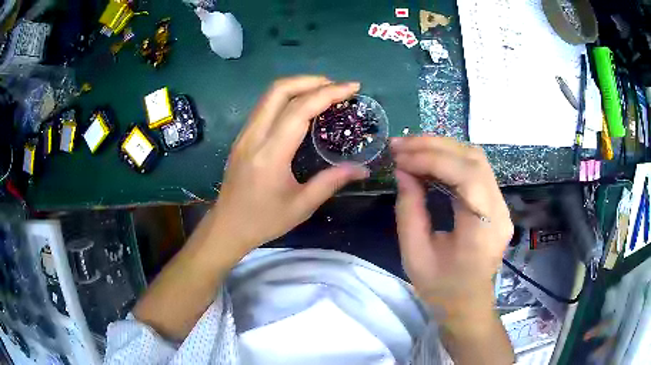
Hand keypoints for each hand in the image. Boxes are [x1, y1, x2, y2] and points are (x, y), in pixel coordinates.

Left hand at [211, 76, 369, 254]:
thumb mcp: (301, 206)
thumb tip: (362, 169)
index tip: (352, 88)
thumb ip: (332, 181)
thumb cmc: (264, 220)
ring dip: (298, 86)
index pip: (300, 110)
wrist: (227, 227)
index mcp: (270, 154)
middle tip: (337, 87)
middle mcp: (254, 136)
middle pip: (279, 90)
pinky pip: (265, 106)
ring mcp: (244, 134)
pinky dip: (286, 98)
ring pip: (269, 95)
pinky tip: (302, 107)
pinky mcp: (242, 137)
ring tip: (323, 92)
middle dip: (311, 81)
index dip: (328, 93)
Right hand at [391, 136, 512, 318]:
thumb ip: (409, 210)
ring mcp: (501, 204)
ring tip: (410, 148)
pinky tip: (428, 159)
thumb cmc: (441, 288)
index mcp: (484, 228)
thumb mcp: (415, 255)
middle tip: (400, 145)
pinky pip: (475, 169)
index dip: (431, 159)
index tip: (399, 158)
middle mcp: (500, 210)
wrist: (468, 304)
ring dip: (442, 147)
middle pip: (474, 159)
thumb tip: (403, 171)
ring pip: (476, 158)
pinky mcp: (495, 202)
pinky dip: (449, 158)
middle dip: (434, 145)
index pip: (466, 176)